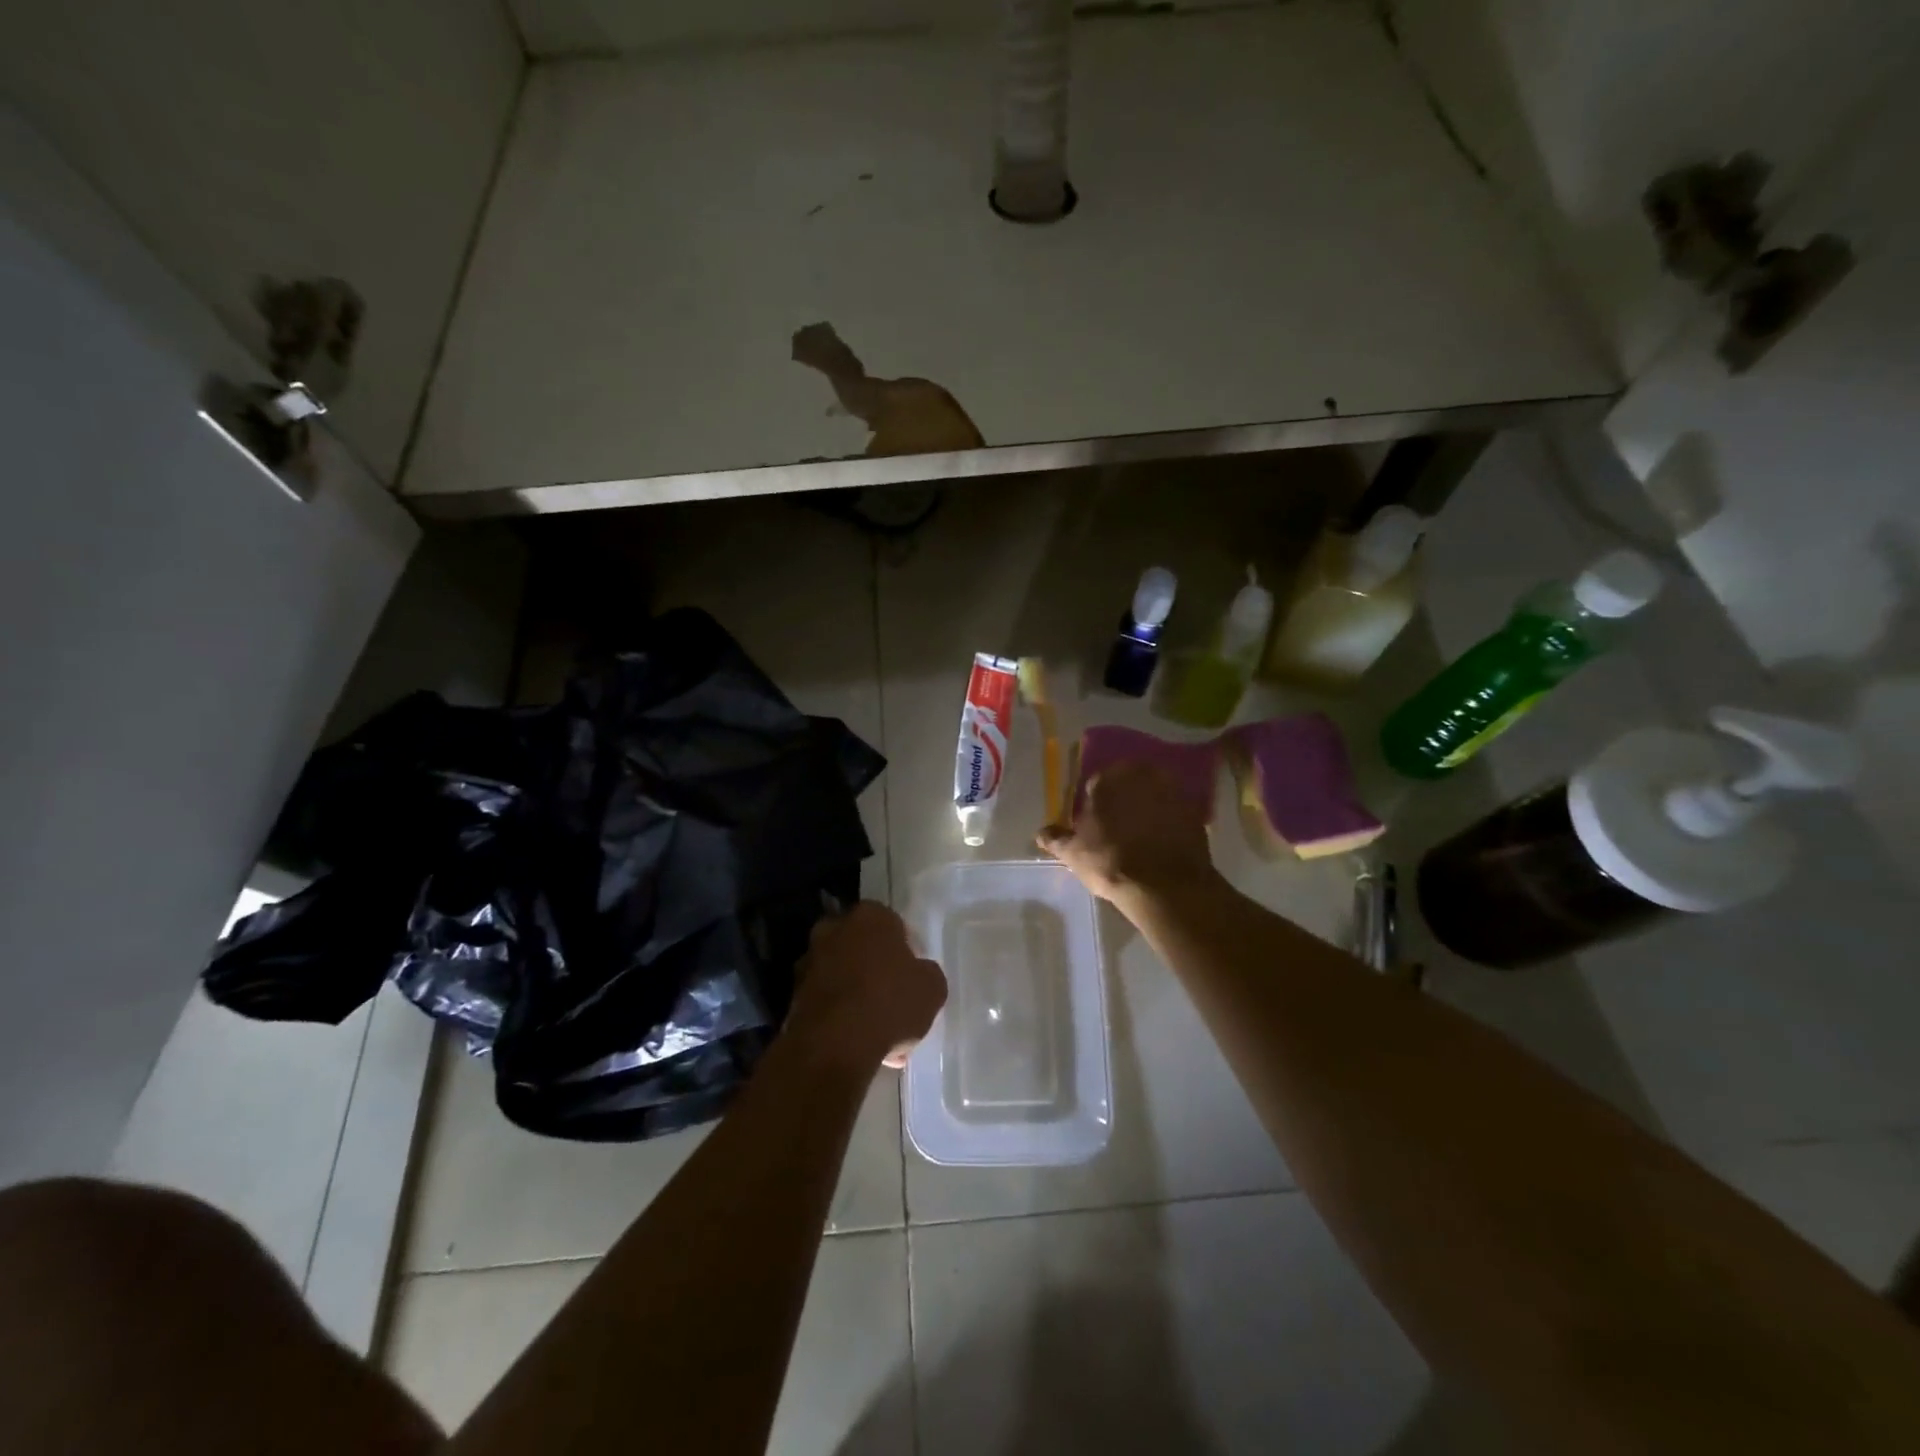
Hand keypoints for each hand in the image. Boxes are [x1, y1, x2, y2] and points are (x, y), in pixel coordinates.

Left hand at [791, 901, 945, 1069]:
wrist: (834, 1044)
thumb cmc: (890, 1002)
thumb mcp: (933, 988)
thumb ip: (926, 973)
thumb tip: (918, 974)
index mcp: (870, 915)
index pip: (892, 924)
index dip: (904, 949)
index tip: (912, 975)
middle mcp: (834, 929)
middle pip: (861, 946)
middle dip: (874, 967)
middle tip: (892, 997)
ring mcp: (809, 961)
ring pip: (841, 974)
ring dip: (855, 994)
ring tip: (876, 1029)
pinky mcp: (793, 994)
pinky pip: (826, 1000)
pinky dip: (838, 1015)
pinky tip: (856, 1042)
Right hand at [1037, 760, 1217, 904]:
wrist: (1164, 885)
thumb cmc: (1109, 862)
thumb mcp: (1073, 854)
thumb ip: (1055, 839)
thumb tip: (1040, 832)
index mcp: (1106, 780)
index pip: (1096, 782)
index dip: (1095, 801)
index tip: (1096, 820)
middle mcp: (1139, 776)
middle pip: (1128, 781)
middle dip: (1123, 796)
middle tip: (1119, 822)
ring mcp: (1170, 791)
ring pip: (1154, 791)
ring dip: (1149, 803)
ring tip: (1144, 829)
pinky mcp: (1194, 811)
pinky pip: (1176, 809)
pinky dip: (1170, 818)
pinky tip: (1165, 839)